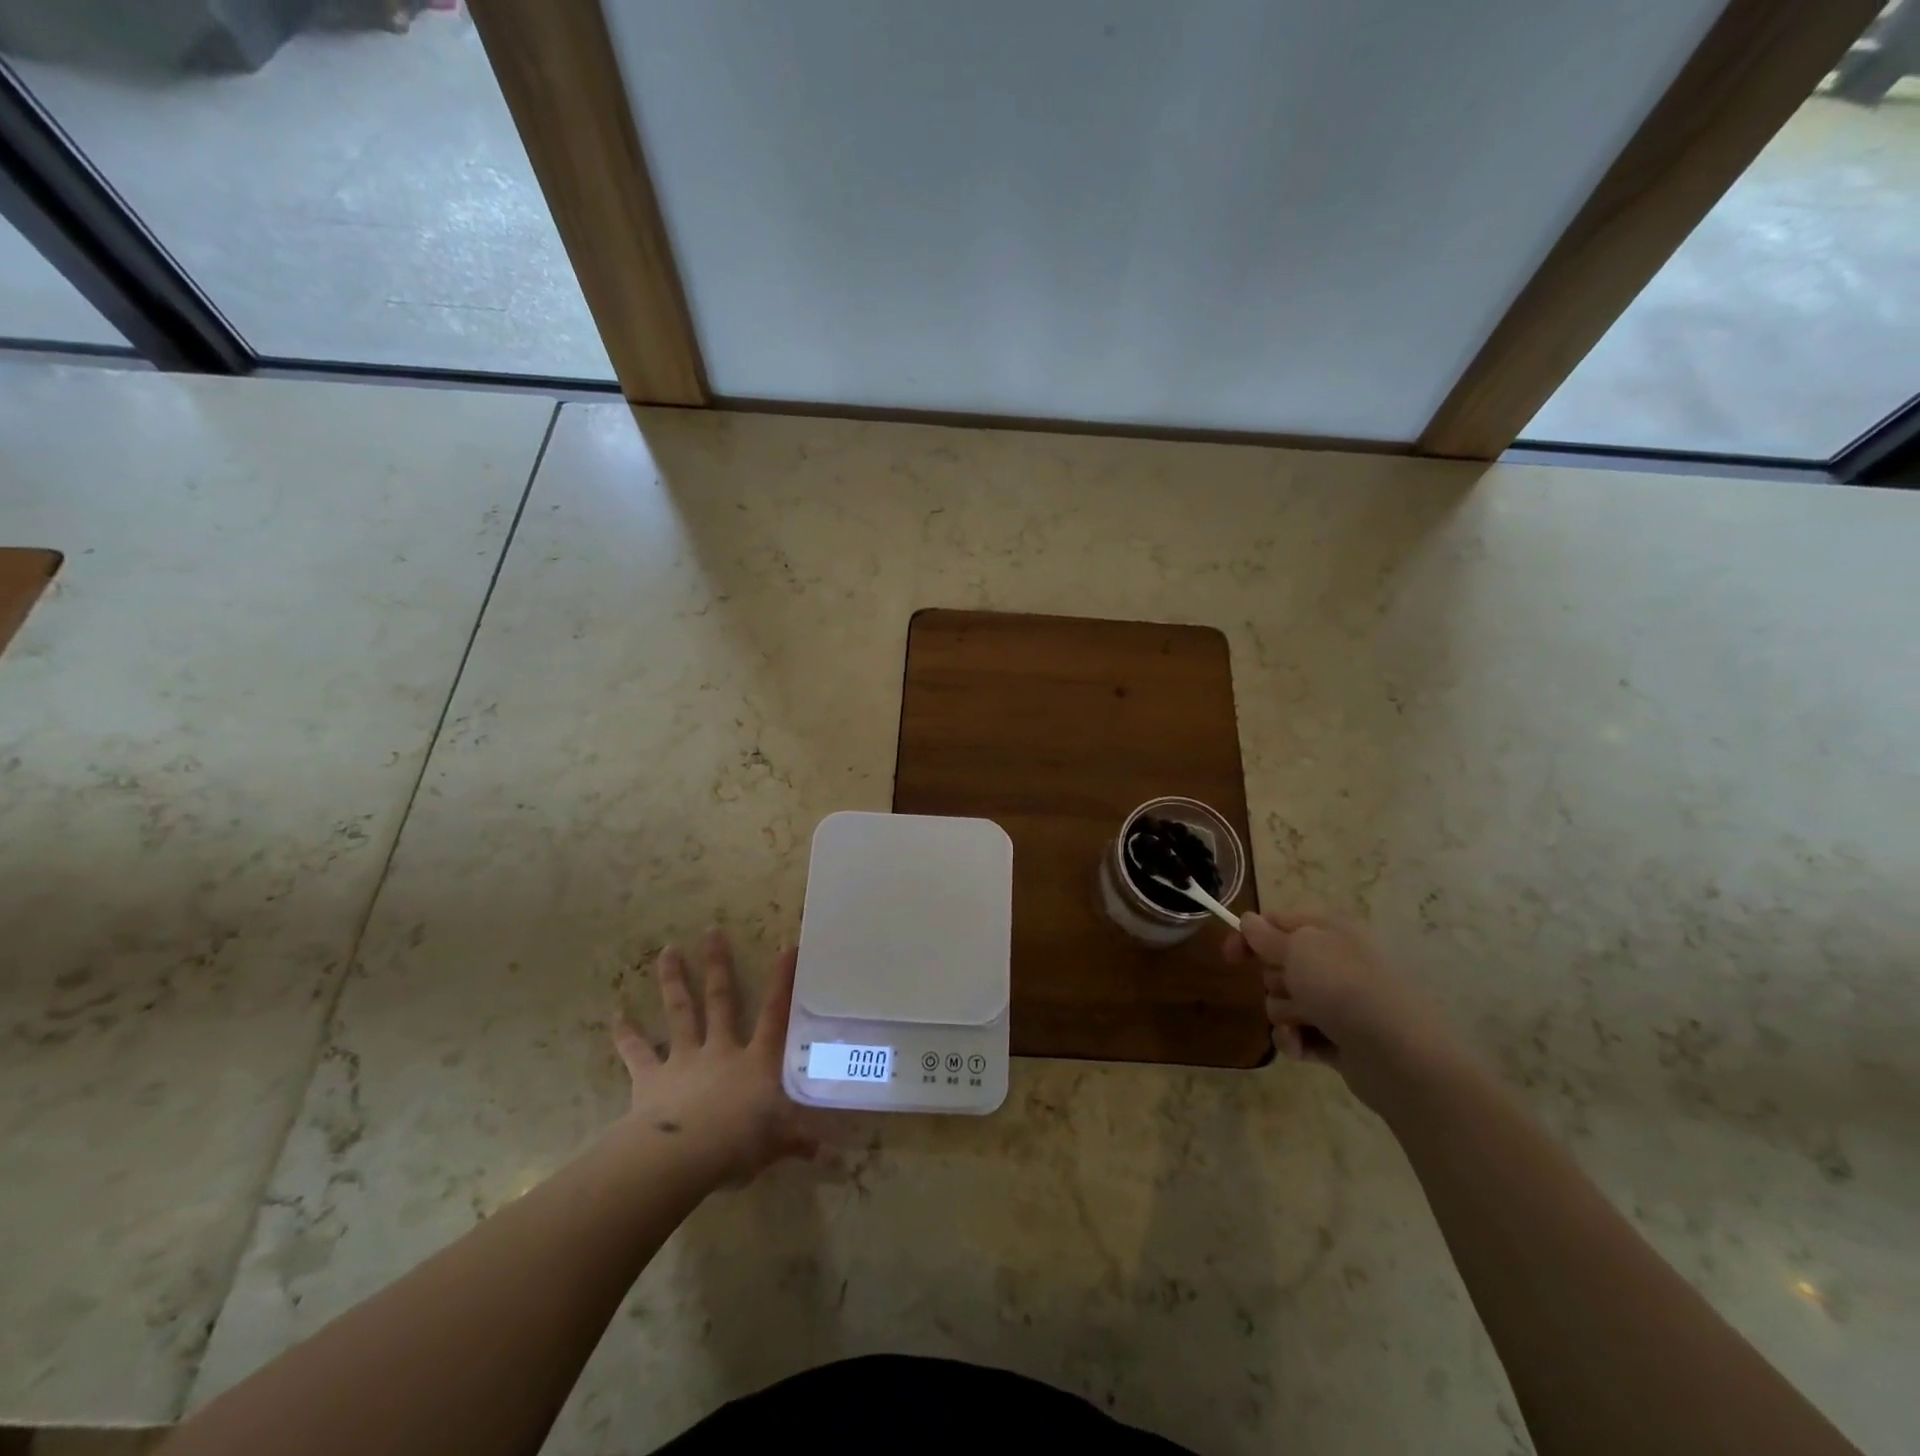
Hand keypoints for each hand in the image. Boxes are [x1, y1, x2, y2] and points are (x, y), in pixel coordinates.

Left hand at [613, 930, 824, 1187]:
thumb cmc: (738, 1144)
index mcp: (755, 1061)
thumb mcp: (777, 1144)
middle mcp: (720, 1050)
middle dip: (717, 965)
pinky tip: (615, 1013)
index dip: (782, 980)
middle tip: (712, 931)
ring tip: (668, 949)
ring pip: (680, 1012)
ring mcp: (684, 1060)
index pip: (775, 1013)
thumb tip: (836, 1159)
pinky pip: (637, 1051)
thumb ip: (801, 1143)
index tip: (786, 945)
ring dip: (673, 980)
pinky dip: (626, 1033)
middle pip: (720, 1000)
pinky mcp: (650, 1078)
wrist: (683, 1156)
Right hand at [1224, 913, 1453, 1109]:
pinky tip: (1305, 1047)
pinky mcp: (1338, 1040)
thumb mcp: (1298, 948)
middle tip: (1293, 988)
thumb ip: (1266, 935)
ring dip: (1286, 1014)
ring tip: (1308, 1023)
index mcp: (1329, 931)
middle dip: (1274, 980)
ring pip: (1283, 1002)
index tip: (1229, 957)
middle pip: (1277, 965)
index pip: (1276, 922)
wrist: (1398, 1055)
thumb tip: (1248, 921)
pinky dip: (1296, 1041)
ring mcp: (1338, 1003)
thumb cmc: (1344, 987)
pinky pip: (1297, 1035)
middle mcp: (1334, 962)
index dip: (1248, 936)